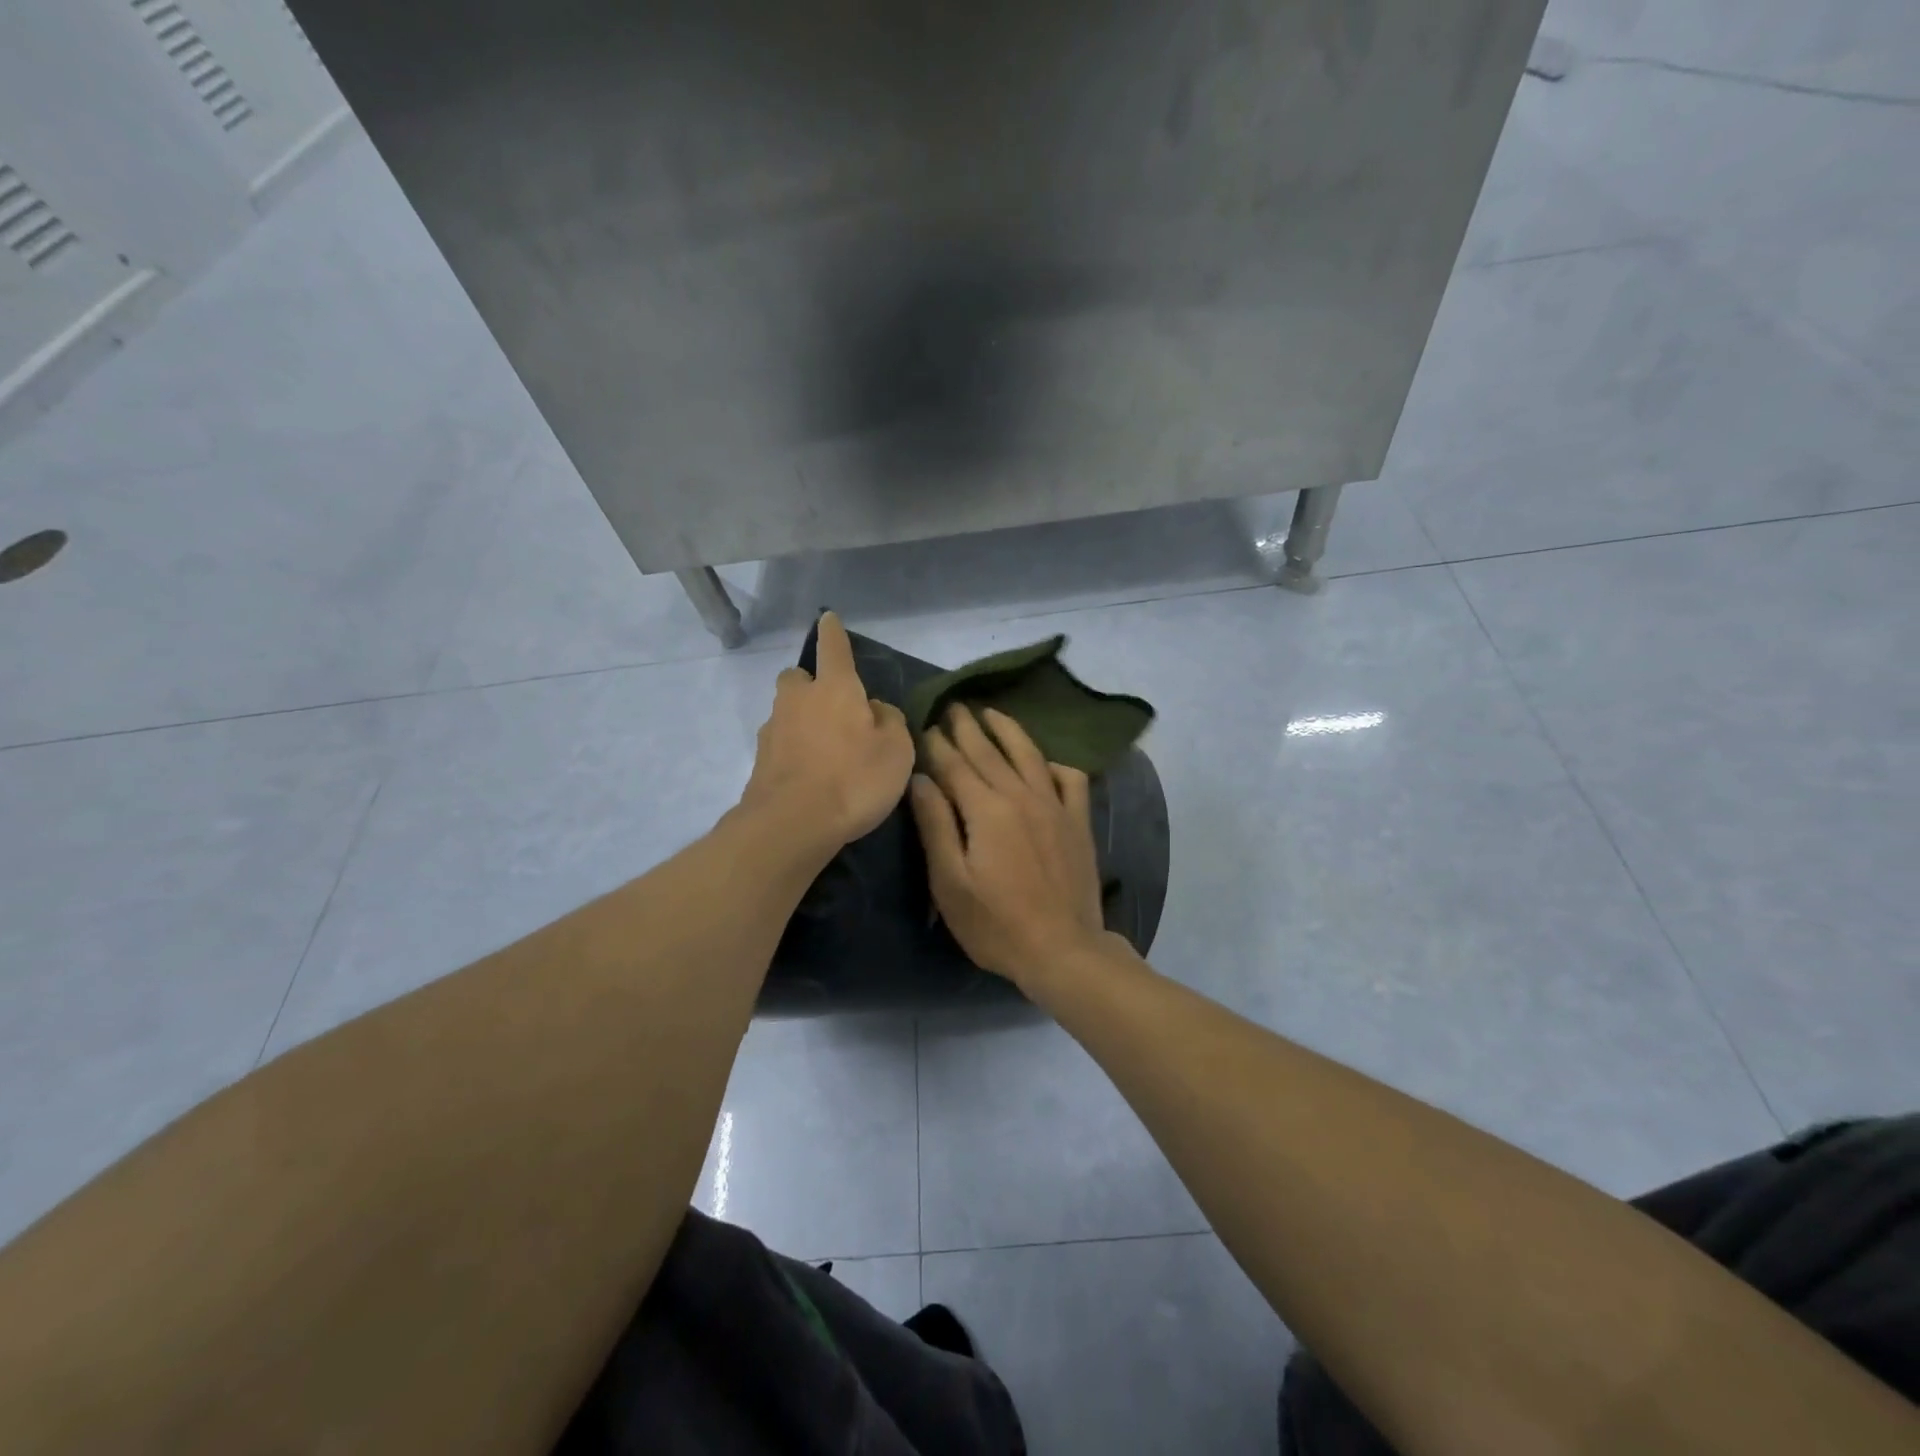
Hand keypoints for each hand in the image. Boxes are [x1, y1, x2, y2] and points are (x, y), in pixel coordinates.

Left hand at [740, 612, 915, 852]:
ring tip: (826, 751)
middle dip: (810, 683)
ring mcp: (773, 730)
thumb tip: (874, 711)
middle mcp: (798, 700)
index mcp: (835, 688)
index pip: (833, 648)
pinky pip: (781, 744)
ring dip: (802, 720)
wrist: (792, 824)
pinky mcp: (760, 762)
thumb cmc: (854, 778)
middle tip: (832, 707)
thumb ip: (889, 721)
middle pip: (798, 677)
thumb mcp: (896, 750)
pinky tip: (810, 776)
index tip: (828, 618)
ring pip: (786, 712)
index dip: (832, 632)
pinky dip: (794, 751)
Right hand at [909, 705, 1108, 990]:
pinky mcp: (1078, 822)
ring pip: (1029, 755)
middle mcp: (1022, 796)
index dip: (939, 744)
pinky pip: (1071, 780)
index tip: (926, 725)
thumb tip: (921, 779)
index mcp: (986, 809)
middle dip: (968, 728)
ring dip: (1008, 731)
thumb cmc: (996, 923)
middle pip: (990, 753)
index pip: (956, 765)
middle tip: (953, 706)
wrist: (1063, 949)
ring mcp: (1055, 807)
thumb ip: (935, 825)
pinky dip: (1057, 765)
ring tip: (992, 713)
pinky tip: (1047, 761)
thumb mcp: (950, 882)